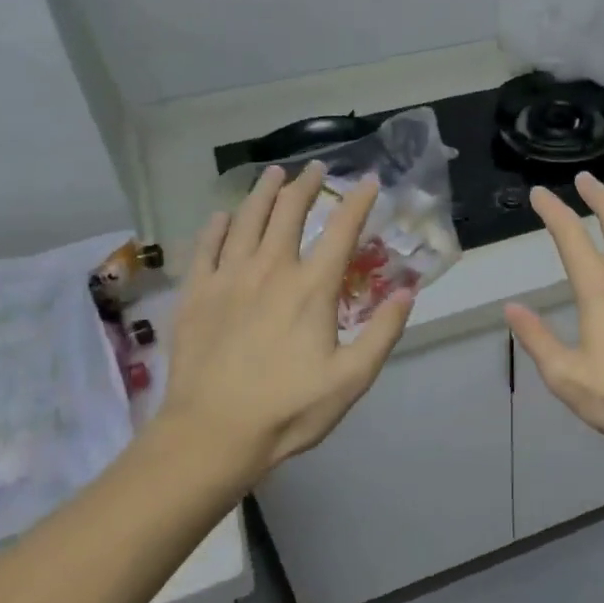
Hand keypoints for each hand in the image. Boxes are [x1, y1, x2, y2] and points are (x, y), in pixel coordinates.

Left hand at [156, 162, 413, 478]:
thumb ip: (383, 332)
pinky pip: (206, 247)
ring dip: (262, 193)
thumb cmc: (289, 409)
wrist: (212, 434)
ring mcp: (228, 279)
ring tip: (273, 174)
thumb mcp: (352, 378)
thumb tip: (407, 291)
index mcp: (311, 288)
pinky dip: (216, 226)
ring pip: (246, 220)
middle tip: (315, 168)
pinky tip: (222, 216)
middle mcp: (270, 270)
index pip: (341, 230)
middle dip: (306, 186)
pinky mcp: (196, 295)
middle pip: (289, 213)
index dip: (358, 201)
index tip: (368, 181)